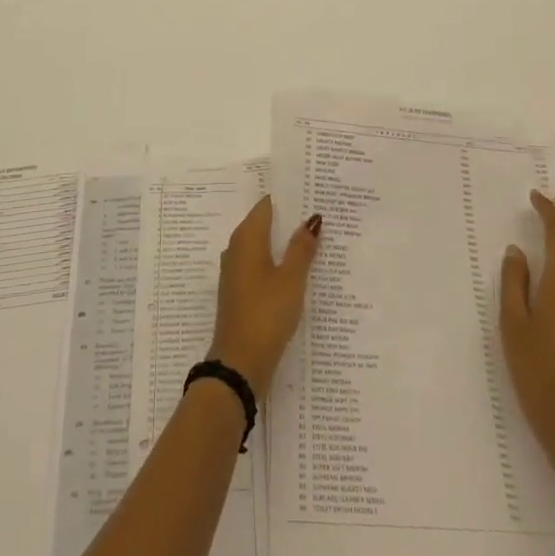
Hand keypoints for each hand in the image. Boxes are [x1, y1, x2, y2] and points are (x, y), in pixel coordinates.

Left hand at [208, 197, 320, 393]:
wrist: (240, 363)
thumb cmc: (266, 313)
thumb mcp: (291, 279)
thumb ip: (302, 248)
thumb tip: (312, 219)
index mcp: (246, 238)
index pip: (266, 205)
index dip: (287, 198)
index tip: (310, 192)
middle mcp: (236, 249)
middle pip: (263, 224)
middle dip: (288, 219)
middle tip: (318, 214)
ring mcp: (236, 272)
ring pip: (262, 246)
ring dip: (283, 243)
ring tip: (314, 239)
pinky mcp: (239, 292)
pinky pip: (260, 266)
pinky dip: (277, 262)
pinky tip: (296, 270)